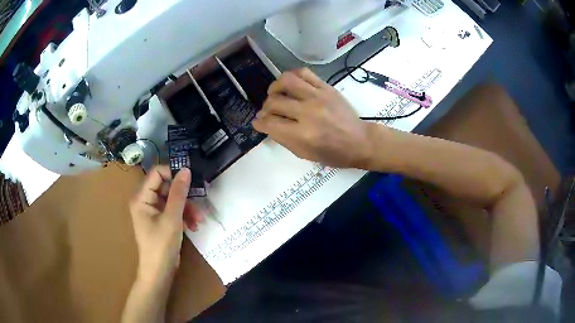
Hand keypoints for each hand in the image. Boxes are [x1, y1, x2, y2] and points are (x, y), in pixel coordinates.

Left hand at [129, 166, 204, 284]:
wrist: (159, 272)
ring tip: (199, 220)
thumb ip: (179, 193)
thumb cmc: (161, 245)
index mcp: (141, 197)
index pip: (157, 173)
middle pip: (167, 188)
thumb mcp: (172, 218)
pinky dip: (184, 216)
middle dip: (184, 197)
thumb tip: (186, 170)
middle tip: (199, 205)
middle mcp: (145, 201)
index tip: (191, 181)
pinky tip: (193, 226)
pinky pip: (173, 211)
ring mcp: (153, 212)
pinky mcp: (160, 221)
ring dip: (187, 209)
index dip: (173, 174)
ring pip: (173, 200)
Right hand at [253, 68, 373, 168]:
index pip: (269, 123)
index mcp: (302, 135)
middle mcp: (307, 112)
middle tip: (268, 112)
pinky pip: (304, 73)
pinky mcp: (326, 87)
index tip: (258, 123)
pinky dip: (292, 76)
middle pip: (273, 102)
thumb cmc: (334, 154)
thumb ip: (283, 139)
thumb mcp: (305, 154)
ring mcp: (318, 97)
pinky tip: (290, 84)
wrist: (360, 141)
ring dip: (274, 87)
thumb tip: (267, 125)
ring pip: (286, 81)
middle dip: (265, 109)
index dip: (259, 123)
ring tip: (275, 94)